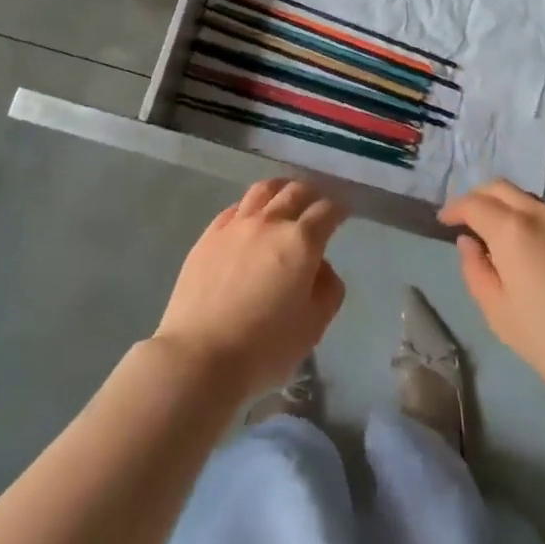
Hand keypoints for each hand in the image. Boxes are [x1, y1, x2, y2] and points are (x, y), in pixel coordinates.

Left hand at [153, 178, 347, 399]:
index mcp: (300, 242)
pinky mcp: (210, 234)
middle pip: (295, 191)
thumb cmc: (264, 348)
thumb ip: (328, 290)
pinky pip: (236, 207)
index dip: (339, 209)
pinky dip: (252, 205)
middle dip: (312, 193)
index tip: (344, 212)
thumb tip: (321, 267)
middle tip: (317, 203)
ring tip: (285, 195)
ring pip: (264, 190)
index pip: (326, 211)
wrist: (200, 354)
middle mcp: (270, 222)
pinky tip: (251, 216)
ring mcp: (236, 224)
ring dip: (281, 188)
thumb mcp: (313, 327)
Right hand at [440, 180, 544, 406]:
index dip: (454, 209)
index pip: (473, 203)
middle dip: (477, 197)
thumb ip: (476, 271)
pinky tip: (524, 246)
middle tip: (465, 220)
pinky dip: (524, 216)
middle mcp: (538, 214)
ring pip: (524, 197)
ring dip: (503, 204)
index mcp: (512, 229)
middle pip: (500, 188)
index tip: (443, 222)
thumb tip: (469, 243)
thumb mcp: (499, 313)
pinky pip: (544, 213)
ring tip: (492, 232)